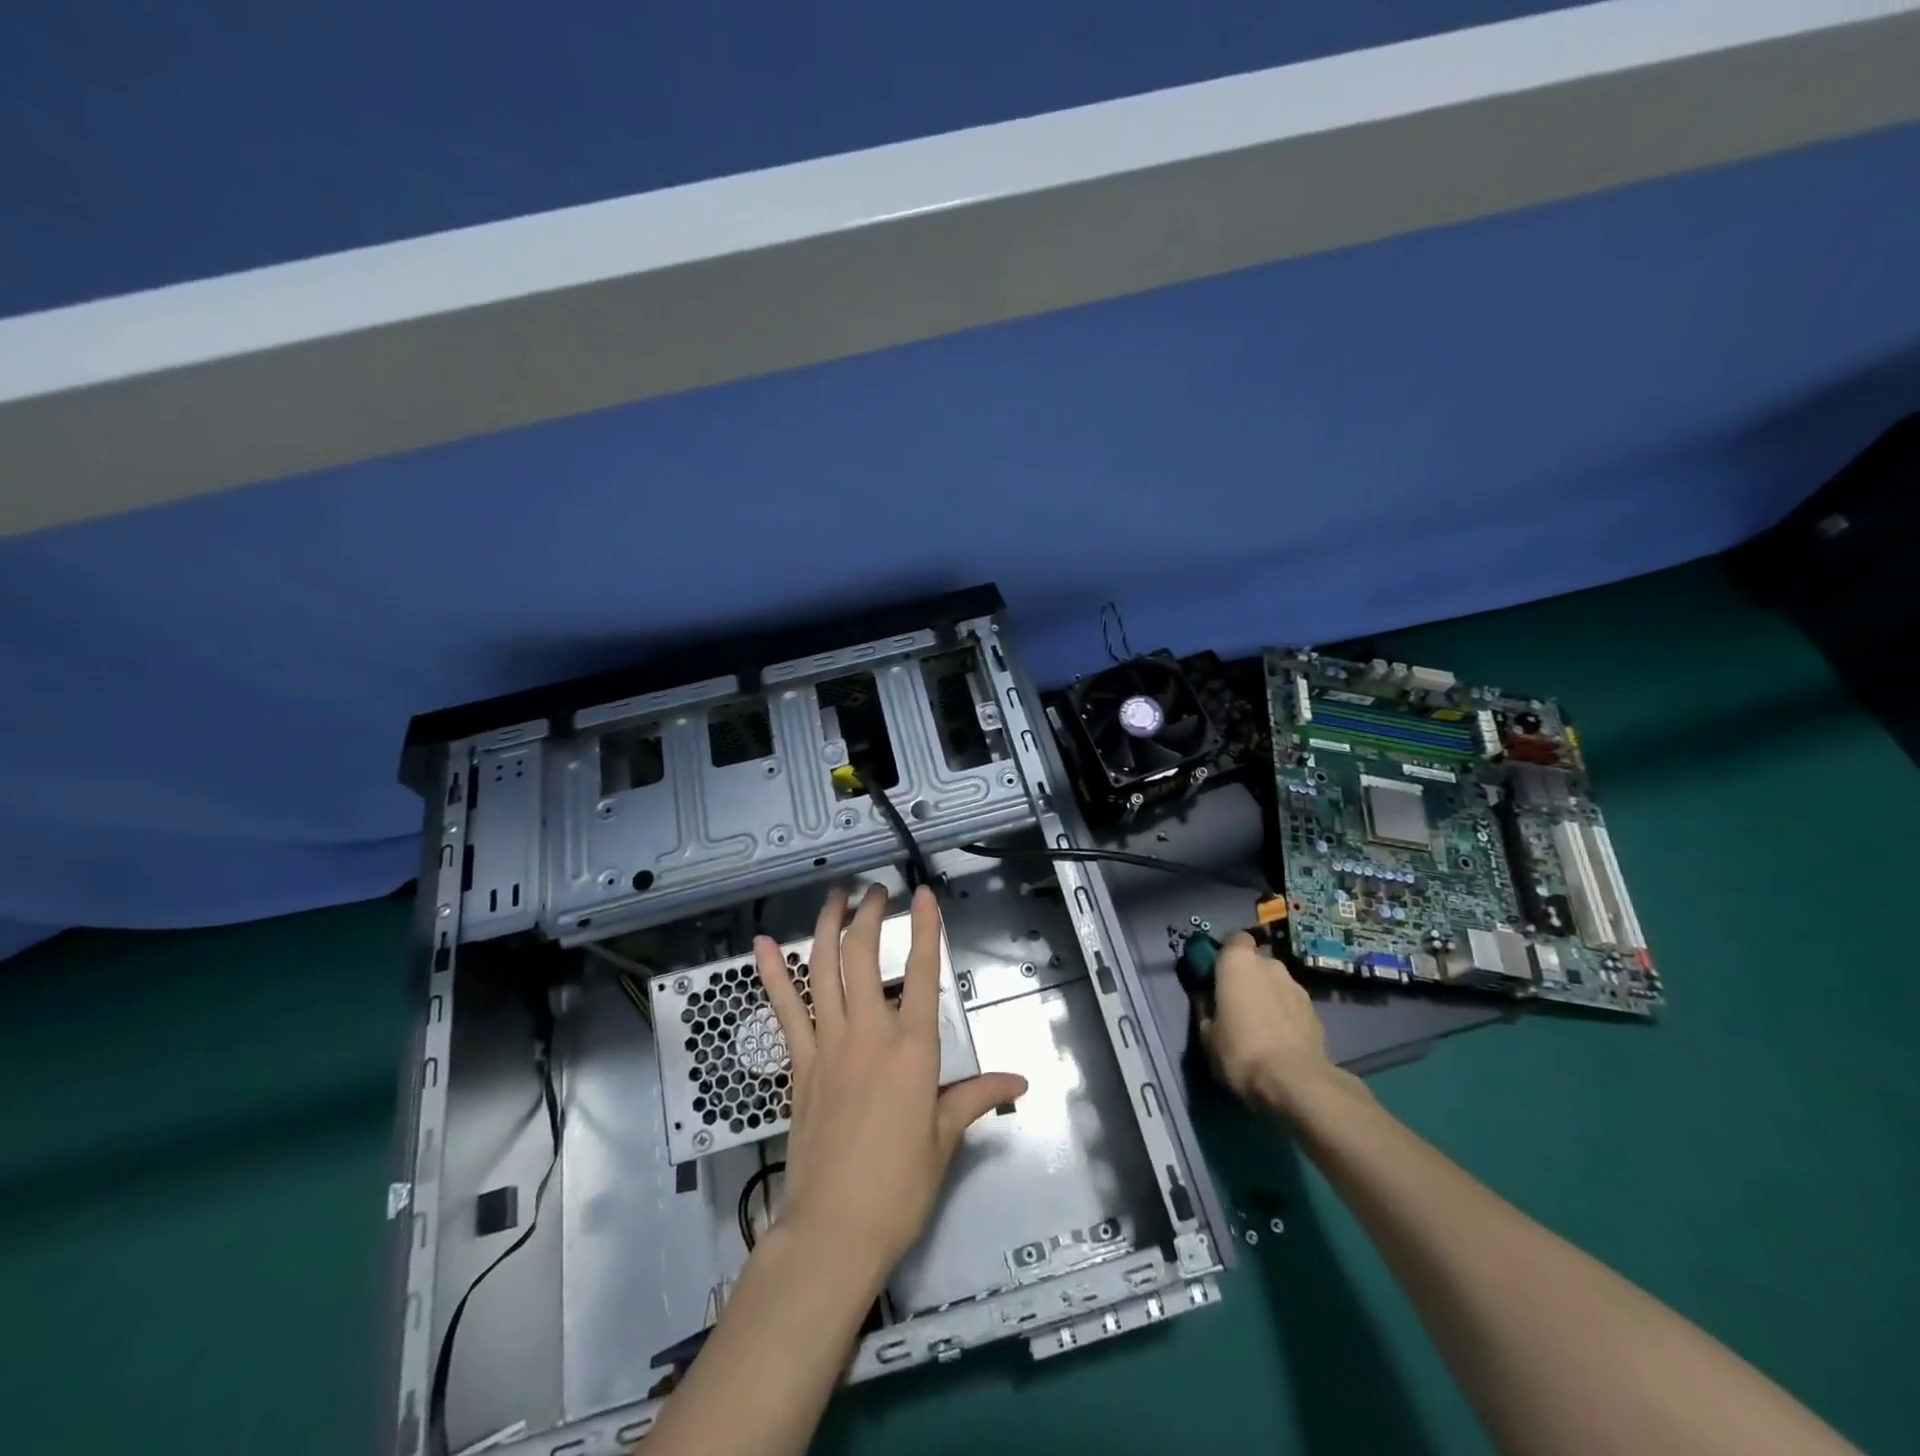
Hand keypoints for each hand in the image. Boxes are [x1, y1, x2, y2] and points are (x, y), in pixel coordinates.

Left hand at [754, 885, 1027, 1284]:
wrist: (833, 1230)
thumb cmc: (899, 1187)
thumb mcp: (944, 1140)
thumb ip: (975, 1098)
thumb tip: (1019, 1082)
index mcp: (913, 1050)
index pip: (924, 974)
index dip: (925, 928)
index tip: (923, 894)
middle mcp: (869, 1034)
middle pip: (865, 957)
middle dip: (870, 915)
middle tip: (875, 890)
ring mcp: (828, 1045)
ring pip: (823, 970)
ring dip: (827, 927)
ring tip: (835, 897)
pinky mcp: (799, 1065)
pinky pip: (785, 1010)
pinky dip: (772, 975)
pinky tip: (760, 947)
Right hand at [1197, 931, 1363, 1120]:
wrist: (1296, 1082)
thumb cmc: (1240, 1050)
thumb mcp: (1206, 1034)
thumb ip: (1206, 1009)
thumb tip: (1207, 1001)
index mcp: (1238, 961)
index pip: (1234, 939)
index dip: (1227, 954)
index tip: (1218, 974)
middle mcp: (1270, 965)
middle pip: (1256, 962)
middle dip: (1248, 977)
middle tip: (1237, 1003)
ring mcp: (1297, 987)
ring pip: (1277, 984)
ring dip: (1269, 996)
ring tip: (1261, 1026)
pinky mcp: (1316, 1012)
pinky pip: (1293, 1005)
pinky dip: (1286, 1016)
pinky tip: (1281, 1040)